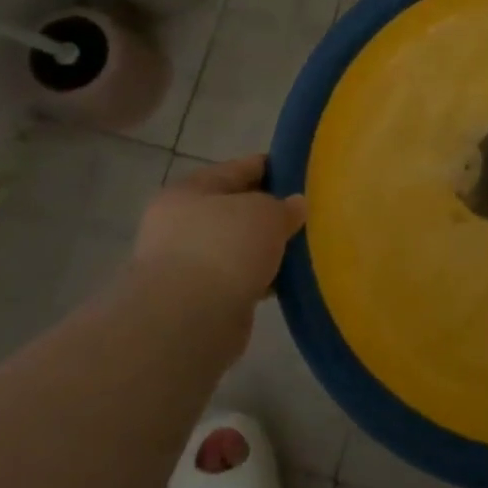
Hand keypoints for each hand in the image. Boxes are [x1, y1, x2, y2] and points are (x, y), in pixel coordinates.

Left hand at [127, 155, 305, 322]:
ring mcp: (186, 263)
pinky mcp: (197, 300)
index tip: (303, 173)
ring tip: (303, 248)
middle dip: (269, 213)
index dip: (272, 167)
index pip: (238, 169)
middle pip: (236, 210)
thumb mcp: (266, 212)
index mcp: (189, 190)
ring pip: (236, 247)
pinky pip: (237, 278)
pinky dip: (259, 278)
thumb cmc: (225, 248)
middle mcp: (180, 223)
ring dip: (264, 249)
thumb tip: (294, 205)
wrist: (189, 320)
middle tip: (307, 214)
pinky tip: (285, 280)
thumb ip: (284, 205)